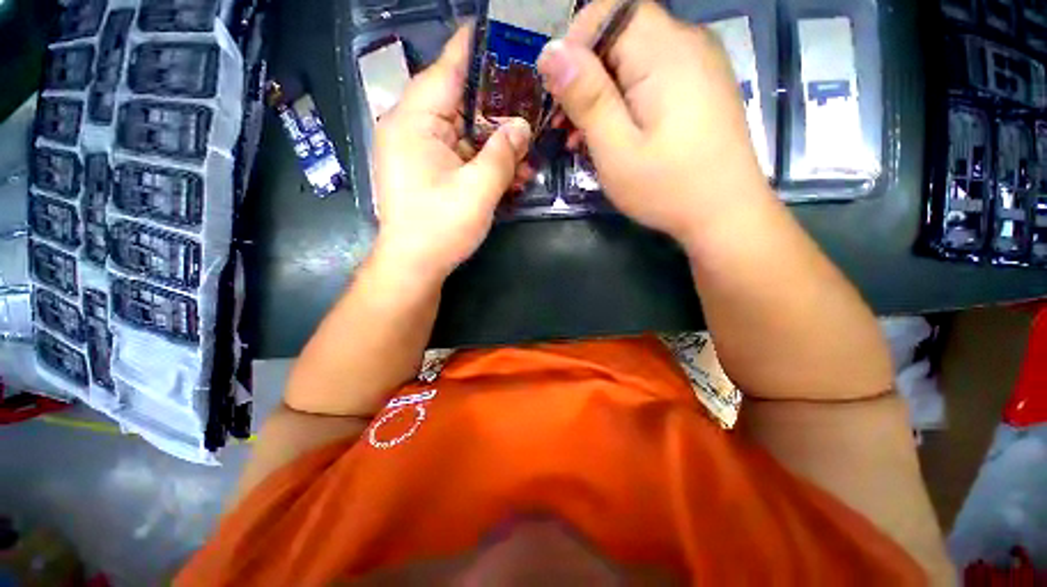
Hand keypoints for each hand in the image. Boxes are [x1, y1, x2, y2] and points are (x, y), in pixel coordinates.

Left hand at [372, 27, 531, 282]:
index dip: (475, 49)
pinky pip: (461, 158)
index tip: (499, 31)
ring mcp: (421, 153)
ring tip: (527, 156)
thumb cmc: (440, 228)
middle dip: (498, 111)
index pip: (448, 70)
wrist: (413, 266)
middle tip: (531, 105)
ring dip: (496, 146)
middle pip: (461, 105)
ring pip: (465, 135)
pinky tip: (511, 177)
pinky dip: (485, 164)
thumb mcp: (479, 190)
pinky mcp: (429, 173)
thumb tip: (521, 127)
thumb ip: (502, 154)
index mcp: (415, 123)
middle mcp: (413, 130)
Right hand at [536, 0, 772, 245]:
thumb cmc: (668, 188)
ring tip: (584, 137)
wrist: (725, 215)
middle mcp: (687, 44)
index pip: (611, 9)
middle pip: (622, 34)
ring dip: (603, 92)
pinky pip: (653, 77)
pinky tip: (614, 134)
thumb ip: (586, 98)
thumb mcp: (616, 150)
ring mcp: (699, 66)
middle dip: (586, 74)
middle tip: (567, 124)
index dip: (576, 42)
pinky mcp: (700, 88)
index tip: (560, 91)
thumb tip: (550, 52)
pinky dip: (626, 99)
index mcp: (666, 53)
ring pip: (635, 58)